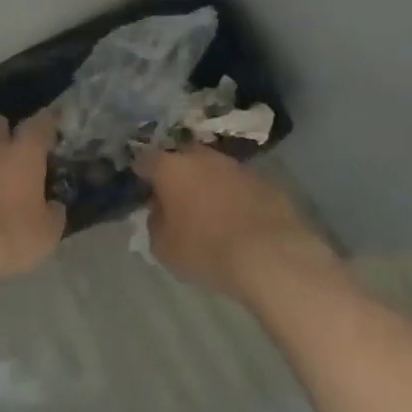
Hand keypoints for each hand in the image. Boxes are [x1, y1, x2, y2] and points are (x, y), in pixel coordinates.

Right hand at [137, 146, 332, 297]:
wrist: (270, 254)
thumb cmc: (206, 249)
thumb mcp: (163, 247)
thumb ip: (155, 222)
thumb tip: (160, 211)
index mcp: (171, 167)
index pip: (145, 159)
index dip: (140, 172)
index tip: (141, 186)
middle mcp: (202, 157)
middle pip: (182, 158)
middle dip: (177, 173)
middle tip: (176, 197)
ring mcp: (236, 166)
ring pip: (213, 168)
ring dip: (208, 183)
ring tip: (209, 209)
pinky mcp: (264, 180)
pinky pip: (239, 184)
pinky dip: (234, 196)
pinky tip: (237, 218)